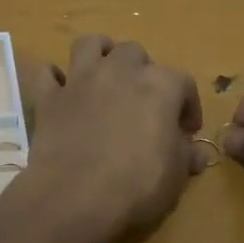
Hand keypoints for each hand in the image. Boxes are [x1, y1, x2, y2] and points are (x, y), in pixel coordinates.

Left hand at [18, 35, 205, 242]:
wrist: (75, 198)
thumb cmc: (137, 187)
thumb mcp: (176, 177)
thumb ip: (186, 155)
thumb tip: (196, 151)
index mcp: (160, 85)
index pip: (183, 82)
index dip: (188, 106)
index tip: (186, 131)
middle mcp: (119, 71)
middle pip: (134, 53)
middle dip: (141, 72)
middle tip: (142, 103)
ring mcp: (80, 80)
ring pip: (89, 44)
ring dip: (99, 55)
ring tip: (104, 77)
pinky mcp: (48, 98)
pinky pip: (47, 73)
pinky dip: (55, 79)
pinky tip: (61, 93)